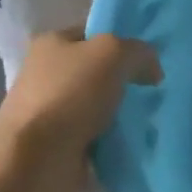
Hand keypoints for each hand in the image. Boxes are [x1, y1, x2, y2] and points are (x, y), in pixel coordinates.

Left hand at [0, 29, 160, 154]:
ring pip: (98, 105)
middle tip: (154, 91)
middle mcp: (46, 73)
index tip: (149, 60)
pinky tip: (132, 141)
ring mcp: (50, 111)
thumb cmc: (71, 94)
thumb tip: (152, 70)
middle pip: (97, 70)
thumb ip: (139, 51)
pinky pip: (95, 135)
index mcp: (51, 43)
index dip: (122, 41)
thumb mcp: (113, 53)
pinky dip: (112, 139)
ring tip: (148, 119)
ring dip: (120, 113)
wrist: (37, 159)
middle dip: (125, 80)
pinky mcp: (57, 144)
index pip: (93, 33)